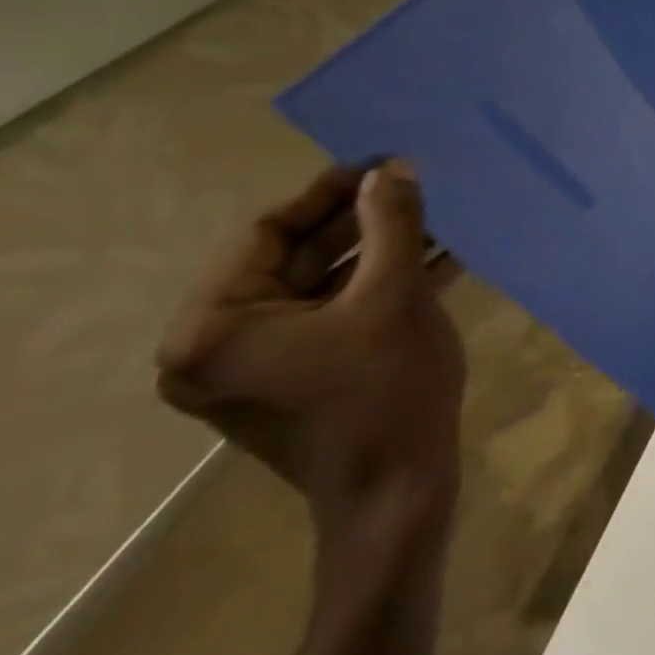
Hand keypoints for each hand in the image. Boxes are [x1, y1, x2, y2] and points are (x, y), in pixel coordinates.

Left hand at [157, 162, 465, 537]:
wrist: (399, 490)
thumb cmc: (387, 391)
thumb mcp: (396, 296)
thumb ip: (394, 225)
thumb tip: (394, 168)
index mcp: (214, 326)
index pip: (268, 233)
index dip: (330, 192)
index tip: (385, 164)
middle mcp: (218, 344)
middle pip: (298, 258)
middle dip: (365, 221)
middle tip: (418, 188)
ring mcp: (259, 365)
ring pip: (325, 285)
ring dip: (384, 251)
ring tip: (440, 217)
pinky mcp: (300, 377)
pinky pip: (338, 314)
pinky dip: (384, 286)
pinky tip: (440, 258)